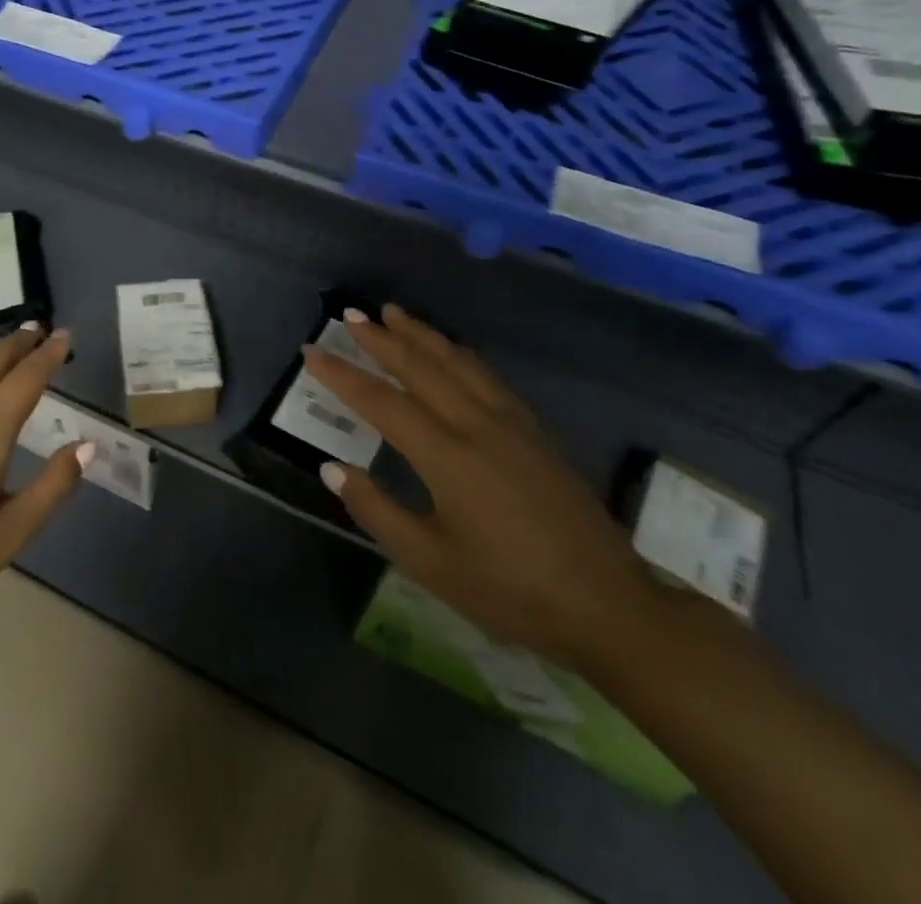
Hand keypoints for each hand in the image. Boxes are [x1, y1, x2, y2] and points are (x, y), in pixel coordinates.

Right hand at [305, 305, 663, 668]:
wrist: (609, 606)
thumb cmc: (511, 591)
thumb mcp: (431, 563)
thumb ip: (377, 510)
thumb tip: (332, 468)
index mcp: (447, 457)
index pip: (381, 402)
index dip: (342, 375)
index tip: (312, 352)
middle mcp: (476, 425)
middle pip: (420, 367)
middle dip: (381, 339)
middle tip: (350, 316)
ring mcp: (511, 423)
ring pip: (456, 362)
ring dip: (421, 335)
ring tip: (393, 313)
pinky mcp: (534, 430)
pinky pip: (486, 375)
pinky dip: (458, 353)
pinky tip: (451, 350)